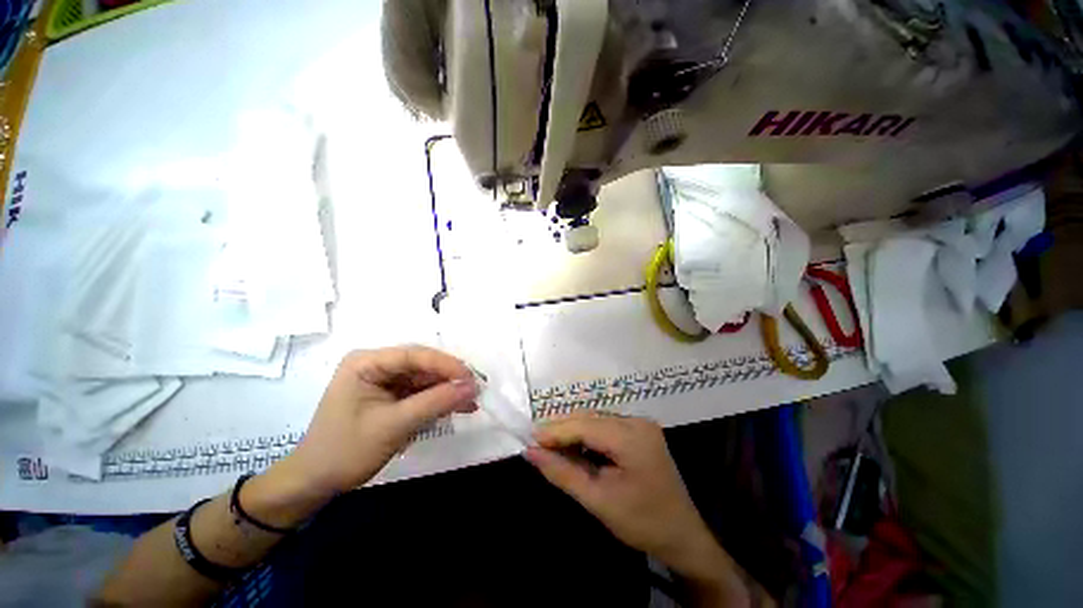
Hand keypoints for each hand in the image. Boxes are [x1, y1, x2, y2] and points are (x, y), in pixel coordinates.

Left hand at [282, 346, 477, 496]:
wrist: (315, 483)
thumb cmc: (346, 451)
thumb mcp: (394, 426)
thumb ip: (436, 402)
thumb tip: (473, 387)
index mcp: (366, 362)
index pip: (414, 355)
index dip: (446, 364)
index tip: (471, 378)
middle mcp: (376, 365)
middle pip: (422, 365)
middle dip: (449, 378)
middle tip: (475, 390)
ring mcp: (384, 380)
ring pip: (424, 379)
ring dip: (447, 390)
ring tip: (471, 401)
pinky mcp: (390, 395)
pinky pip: (420, 392)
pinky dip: (438, 401)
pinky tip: (458, 408)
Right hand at [525, 413, 749, 605]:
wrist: (683, 535)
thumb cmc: (642, 522)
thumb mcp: (598, 501)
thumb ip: (563, 473)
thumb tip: (531, 453)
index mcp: (632, 437)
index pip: (584, 426)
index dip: (555, 431)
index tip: (529, 439)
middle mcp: (637, 421)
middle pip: (590, 418)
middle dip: (562, 429)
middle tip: (536, 442)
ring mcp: (641, 424)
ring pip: (596, 419)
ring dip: (573, 430)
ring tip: (550, 444)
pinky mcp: (640, 430)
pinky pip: (606, 425)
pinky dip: (587, 434)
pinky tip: (573, 445)